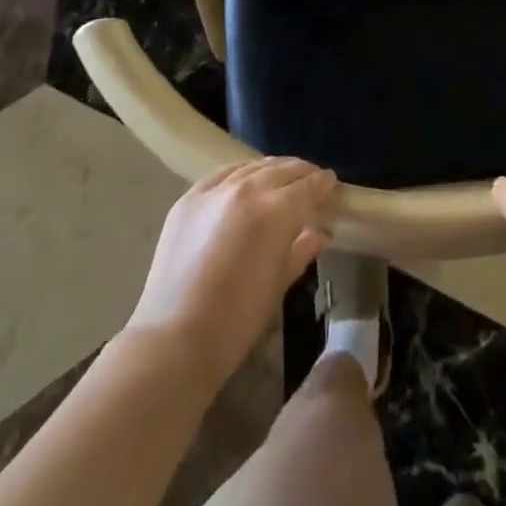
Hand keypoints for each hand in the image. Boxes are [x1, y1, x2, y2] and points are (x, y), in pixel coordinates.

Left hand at [127, 157, 335, 383]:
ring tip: (281, 175)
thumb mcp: (278, 284)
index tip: (331, 182)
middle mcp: (248, 189)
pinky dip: (240, 174)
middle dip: (301, 172)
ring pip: (252, 167)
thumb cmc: (237, 320)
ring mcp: (215, 190)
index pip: (308, 186)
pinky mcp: (189, 198)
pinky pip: (222, 174)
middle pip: (282, 169)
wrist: (174, 338)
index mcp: (276, 211)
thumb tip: (321, 233)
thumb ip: (302, 250)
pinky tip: (244, 179)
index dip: (323, 183)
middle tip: (311, 178)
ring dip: (272, 169)